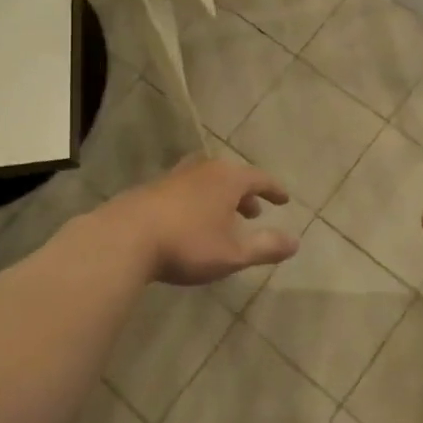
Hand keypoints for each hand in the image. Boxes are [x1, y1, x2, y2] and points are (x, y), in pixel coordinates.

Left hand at [101, 157, 299, 285]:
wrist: (126, 237)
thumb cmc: (188, 243)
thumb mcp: (233, 253)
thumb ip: (266, 246)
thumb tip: (296, 242)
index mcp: (228, 179)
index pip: (259, 178)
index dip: (274, 190)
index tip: (284, 200)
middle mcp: (204, 169)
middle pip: (232, 176)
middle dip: (246, 194)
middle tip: (254, 212)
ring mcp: (175, 176)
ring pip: (207, 182)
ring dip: (220, 198)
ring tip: (223, 217)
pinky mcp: (153, 188)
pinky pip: (187, 189)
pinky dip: (198, 201)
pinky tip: (191, 221)